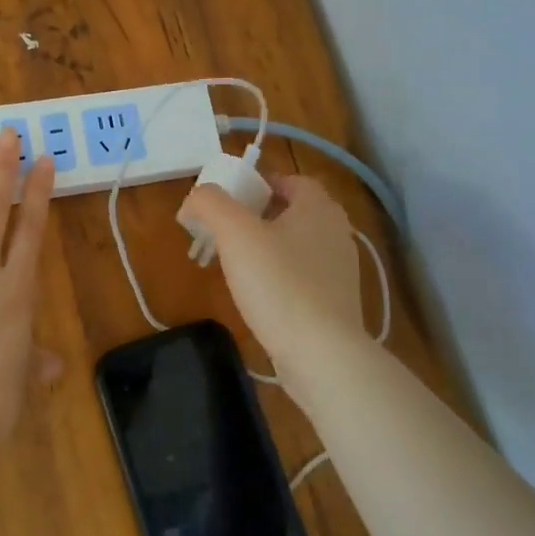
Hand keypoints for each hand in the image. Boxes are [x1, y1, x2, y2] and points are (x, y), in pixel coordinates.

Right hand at [179, 174, 365, 368]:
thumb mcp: (235, 233)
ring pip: (296, 245)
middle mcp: (336, 233)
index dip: (258, 184)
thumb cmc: (279, 284)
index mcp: (319, 208)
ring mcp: (340, 271)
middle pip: (292, 212)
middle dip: (257, 217)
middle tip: (225, 231)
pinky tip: (258, 296)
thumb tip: (194, 199)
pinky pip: (302, 277)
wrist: (321, 355)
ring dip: (266, 248)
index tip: (228, 200)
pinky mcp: (336, 303)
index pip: (290, 180)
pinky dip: (279, 277)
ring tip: (235, 265)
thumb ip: (210, 203)